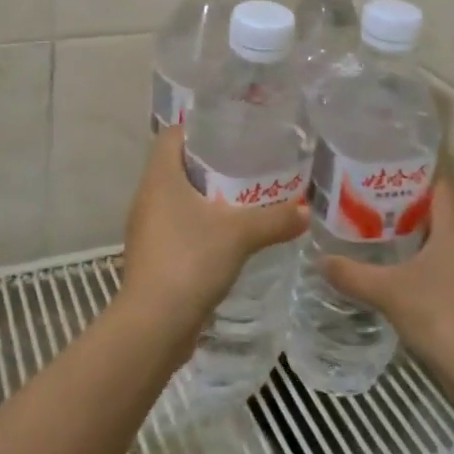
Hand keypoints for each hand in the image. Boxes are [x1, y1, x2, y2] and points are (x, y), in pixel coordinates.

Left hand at [120, 125, 307, 340]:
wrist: (154, 325)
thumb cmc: (190, 260)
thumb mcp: (240, 234)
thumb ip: (275, 219)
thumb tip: (306, 211)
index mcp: (160, 177)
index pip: (172, 135)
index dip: (198, 129)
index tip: (230, 131)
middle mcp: (148, 196)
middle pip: (177, 165)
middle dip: (211, 164)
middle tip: (247, 164)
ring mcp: (147, 228)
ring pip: (177, 198)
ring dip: (206, 197)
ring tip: (243, 198)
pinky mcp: (153, 256)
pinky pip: (177, 226)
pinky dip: (200, 225)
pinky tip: (228, 236)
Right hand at [322, 178, 453, 381]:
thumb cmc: (442, 315)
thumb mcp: (389, 292)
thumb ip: (353, 274)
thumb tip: (319, 260)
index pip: (440, 183)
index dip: (415, 172)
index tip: (385, 168)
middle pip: (439, 212)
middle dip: (407, 206)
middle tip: (370, 202)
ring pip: (444, 243)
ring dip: (417, 238)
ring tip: (379, 236)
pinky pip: (449, 269)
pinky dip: (427, 266)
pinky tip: (402, 277)